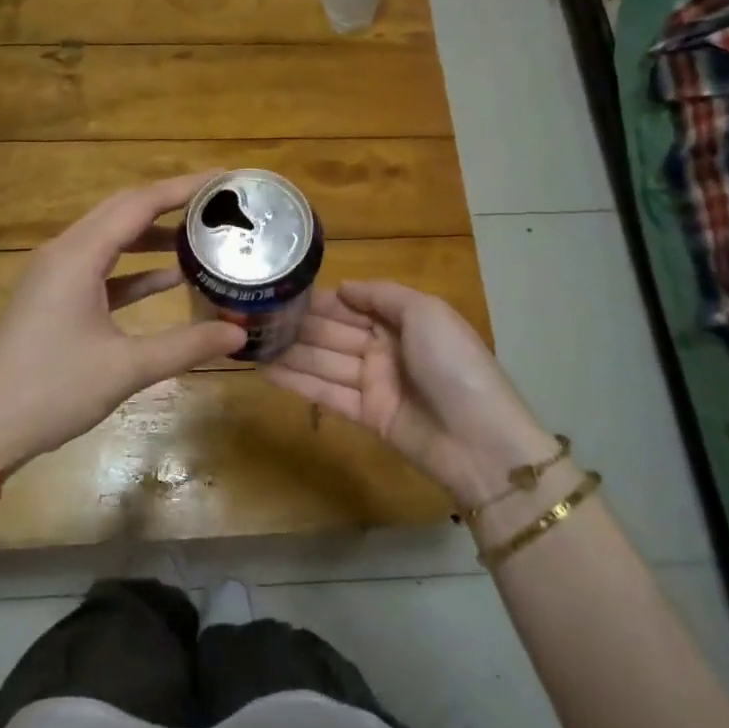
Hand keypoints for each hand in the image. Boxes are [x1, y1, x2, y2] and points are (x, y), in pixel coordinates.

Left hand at [0, 174, 245, 476]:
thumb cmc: (50, 390)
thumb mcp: (125, 368)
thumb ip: (185, 346)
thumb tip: (239, 334)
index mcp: (78, 256)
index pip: (138, 204)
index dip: (182, 188)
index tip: (224, 180)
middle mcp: (65, 253)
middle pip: (122, 211)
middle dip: (170, 202)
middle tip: (218, 203)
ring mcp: (56, 276)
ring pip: (111, 239)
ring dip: (152, 235)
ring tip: (201, 235)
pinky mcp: (54, 299)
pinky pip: (101, 269)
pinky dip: (134, 269)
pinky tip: (169, 278)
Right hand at [264, 280, 557, 508]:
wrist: (480, 440)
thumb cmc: (454, 364)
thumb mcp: (426, 313)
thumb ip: (382, 295)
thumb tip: (342, 287)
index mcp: (403, 320)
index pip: (352, 304)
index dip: (319, 299)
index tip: (281, 290)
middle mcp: (385, 348)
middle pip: (334, 332)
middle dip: (297, 324)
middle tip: (252, 315)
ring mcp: (374, 383)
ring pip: (324, 361)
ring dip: (289, 352)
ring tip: (248, 341)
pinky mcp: (365, 415)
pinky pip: (325, 393)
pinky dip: (296, 381)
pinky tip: (264, 370)